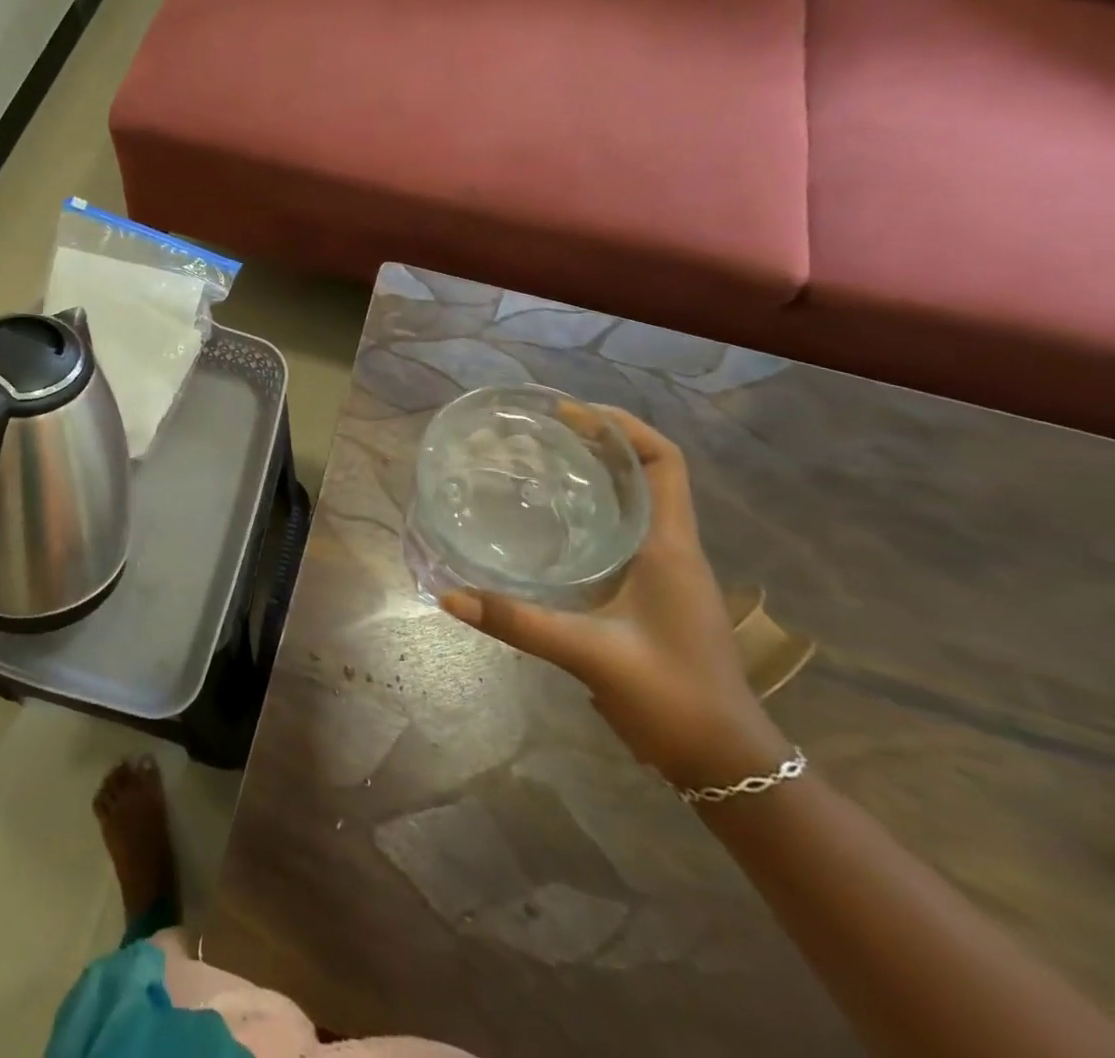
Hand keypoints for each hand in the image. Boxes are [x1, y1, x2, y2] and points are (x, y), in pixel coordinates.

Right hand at [441, 406, 786, 787]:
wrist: (726, 762)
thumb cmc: (672, 698)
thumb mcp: (590, 655)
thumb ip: (518, 622)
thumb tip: (449, 596)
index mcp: (670, 548)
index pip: (664, 462)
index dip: (623, 427)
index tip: (571, 413)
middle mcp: (673, 549)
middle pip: (647, 473)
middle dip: (601, 442)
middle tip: (542, 431)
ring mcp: (668, 572)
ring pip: (637, 502)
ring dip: (599, 475)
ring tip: (541, 463)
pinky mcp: (656, 593)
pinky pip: (625, 531)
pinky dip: (594, 511)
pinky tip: (553, 524)